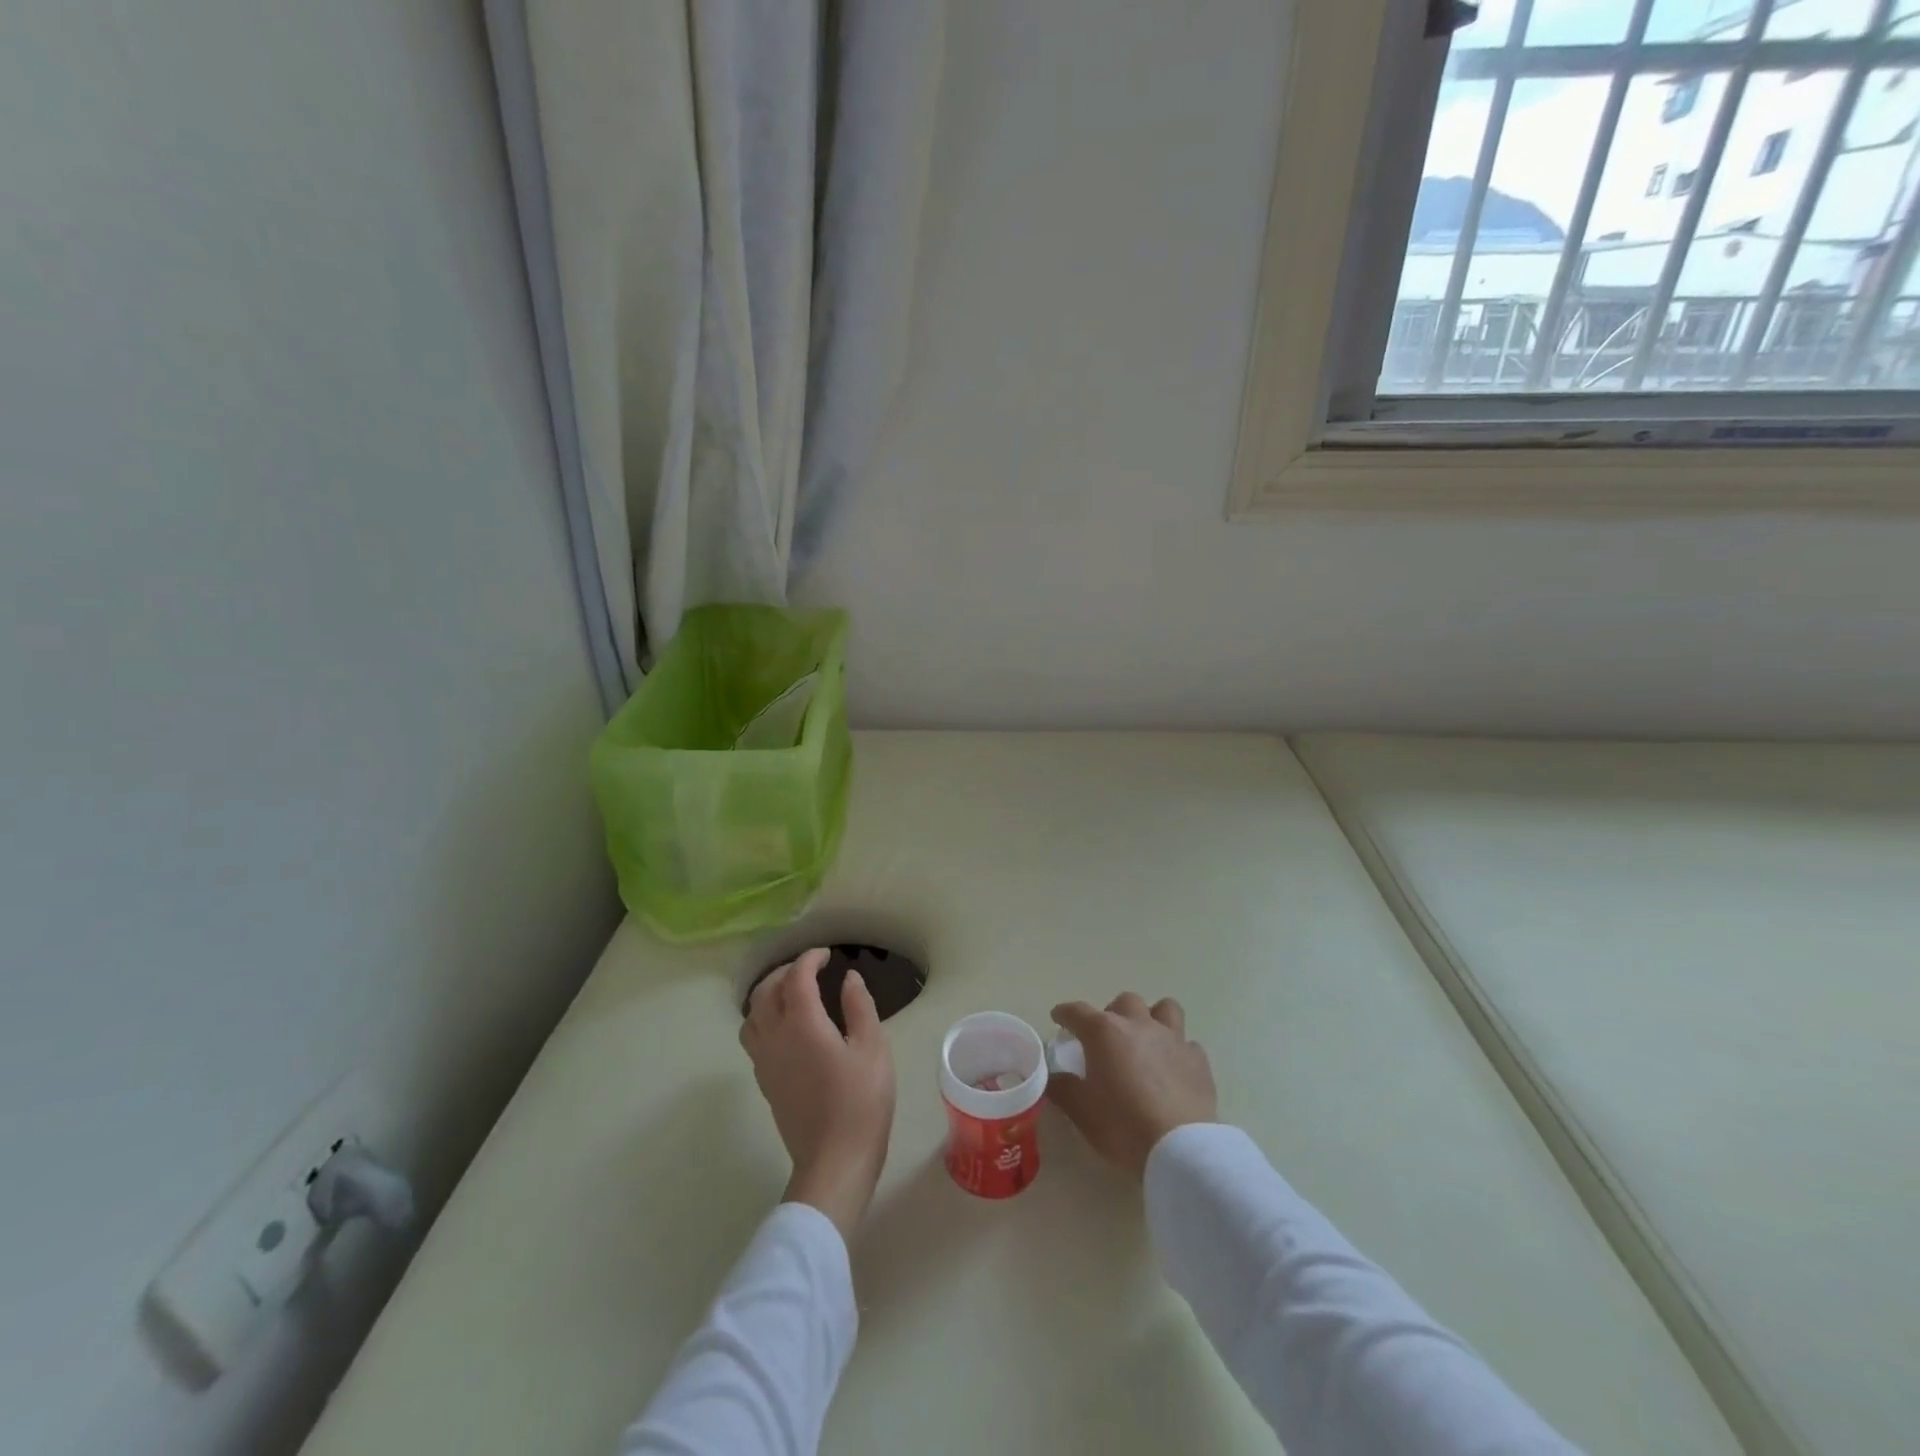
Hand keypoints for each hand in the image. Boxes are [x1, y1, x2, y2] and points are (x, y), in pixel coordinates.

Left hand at [740, 948, 896, 1239]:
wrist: (834, 1162)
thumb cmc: (861, 1102)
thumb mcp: (873, 1048)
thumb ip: (859, 1007)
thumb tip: (848, 978)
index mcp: (802, 1023)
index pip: (797, 978)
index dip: (810, 959)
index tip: (827, 955)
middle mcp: (775, 1037)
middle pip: (765, 991)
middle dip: (785, 972)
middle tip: (810, 969)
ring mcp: (765, 1062)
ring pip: (752, 1015)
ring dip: (768, 994)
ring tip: (791, 993)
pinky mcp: (765, 1082)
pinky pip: (753, 1038)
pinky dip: (764, 1018)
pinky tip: (786, 1027)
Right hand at [1047, 994, 1217, 1179]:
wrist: (1179, 1148)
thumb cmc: (1123, 1125)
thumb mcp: (1081, 1112)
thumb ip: (1062, 1088)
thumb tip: (1053, 1077)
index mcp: (1104, 1032)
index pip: (1077, 1011)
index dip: (1064, 1013)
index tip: (1059, 1018)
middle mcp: (1138, 1025)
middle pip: (1124, 1002)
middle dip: (1112, 1014)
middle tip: (1106, 1039)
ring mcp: (1172, 1039)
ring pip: (1164, 1009)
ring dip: (1152, 1018)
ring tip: (1146, 1041)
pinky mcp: (1198, 1059)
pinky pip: (1187, 1044)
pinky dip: (1177, 1052)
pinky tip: (1173, 1070)